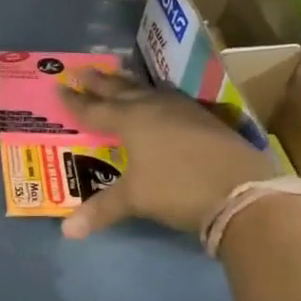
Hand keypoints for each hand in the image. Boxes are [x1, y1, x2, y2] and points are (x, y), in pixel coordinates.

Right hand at [58, 70, 282, 238]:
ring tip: (118, 76)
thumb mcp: (136, 199)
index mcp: (130, 121)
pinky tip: (160, 100)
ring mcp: (183, 110)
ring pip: (148, 90)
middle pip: (121, 90)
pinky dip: (156, 96)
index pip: (94, 110)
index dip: (75, 102)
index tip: (59, 87)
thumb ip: (101, 209)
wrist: (241, 190)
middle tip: (82, 69)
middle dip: (100, 82)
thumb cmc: (178, 190)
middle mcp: (154, 108)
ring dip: (129, 84)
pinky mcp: (205, 118)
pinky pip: (170, 99)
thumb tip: (67, 231)